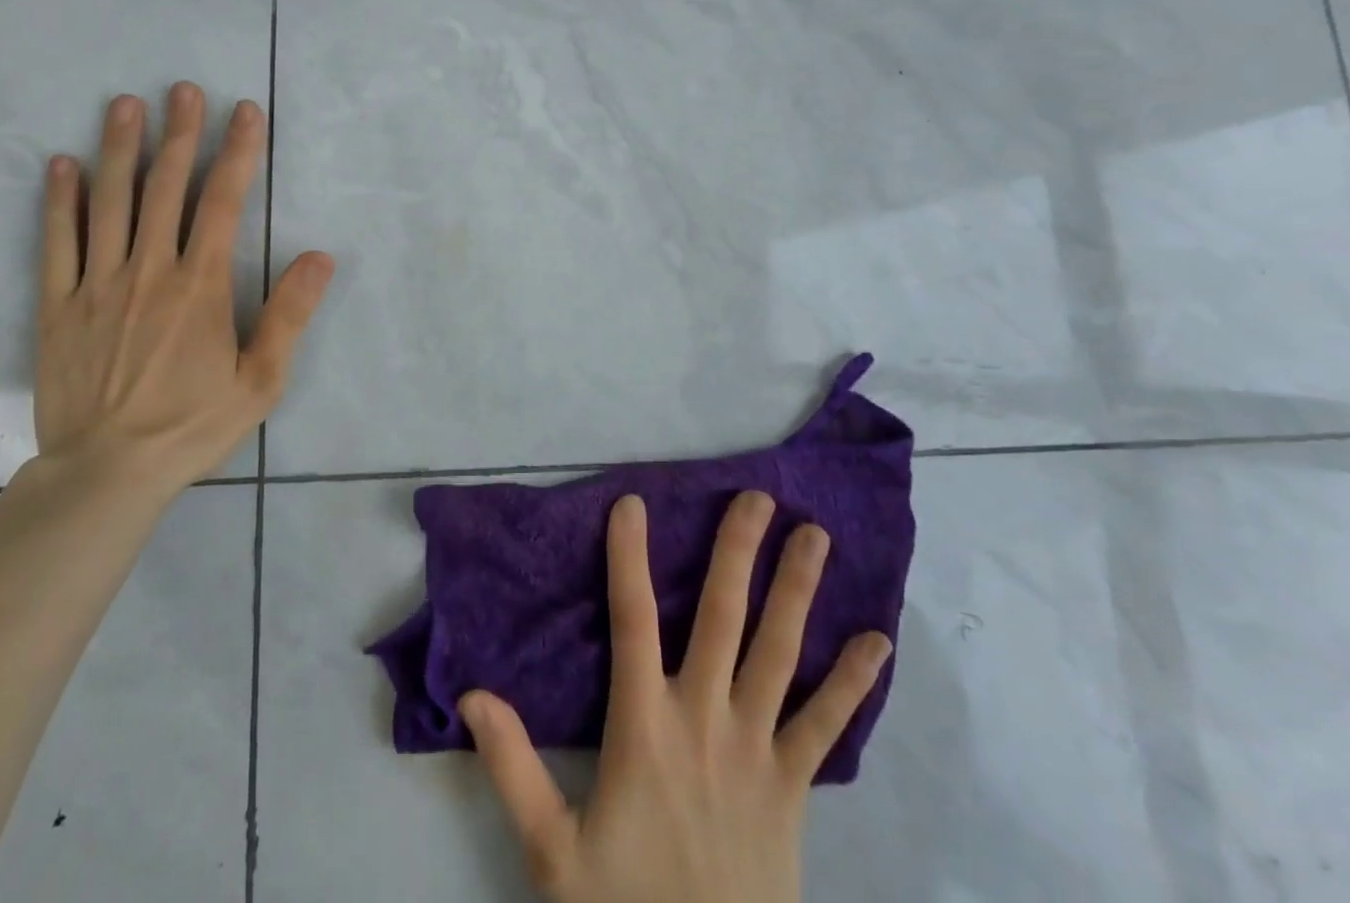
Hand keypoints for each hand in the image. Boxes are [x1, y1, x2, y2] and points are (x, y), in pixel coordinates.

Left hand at [32, 82, 333, 497]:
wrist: (106, 473)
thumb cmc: (191, 426)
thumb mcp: (260, 380)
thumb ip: (289, 315)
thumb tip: (319, 256)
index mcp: (200, 285)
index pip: (222, 201)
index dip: (236, 151)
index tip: (243, 111)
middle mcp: (149, 270)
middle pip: (165, 187)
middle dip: (179, 134)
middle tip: (182, 89)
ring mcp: (97, 284)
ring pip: (109, 202)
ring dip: (118, 149)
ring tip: (124, 105)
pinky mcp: (58, 306)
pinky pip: (56, 243)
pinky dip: (59, 201)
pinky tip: (61, 165)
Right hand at [461, 492, 892, 902]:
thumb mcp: (552, 851)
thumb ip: (512, 767)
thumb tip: (471, 693)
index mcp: (643, 726)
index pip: (632, 619)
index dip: (629, 557)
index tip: (633, 503)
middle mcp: (704, 719)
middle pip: (722, 617)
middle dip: (737, 551)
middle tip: (758, 497)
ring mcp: (757, 750)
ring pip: (779, 653)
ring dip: (796, 590)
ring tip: (816, 536)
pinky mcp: (794, 787)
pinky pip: (826, 726)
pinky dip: (852, 682)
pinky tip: (878, 641)